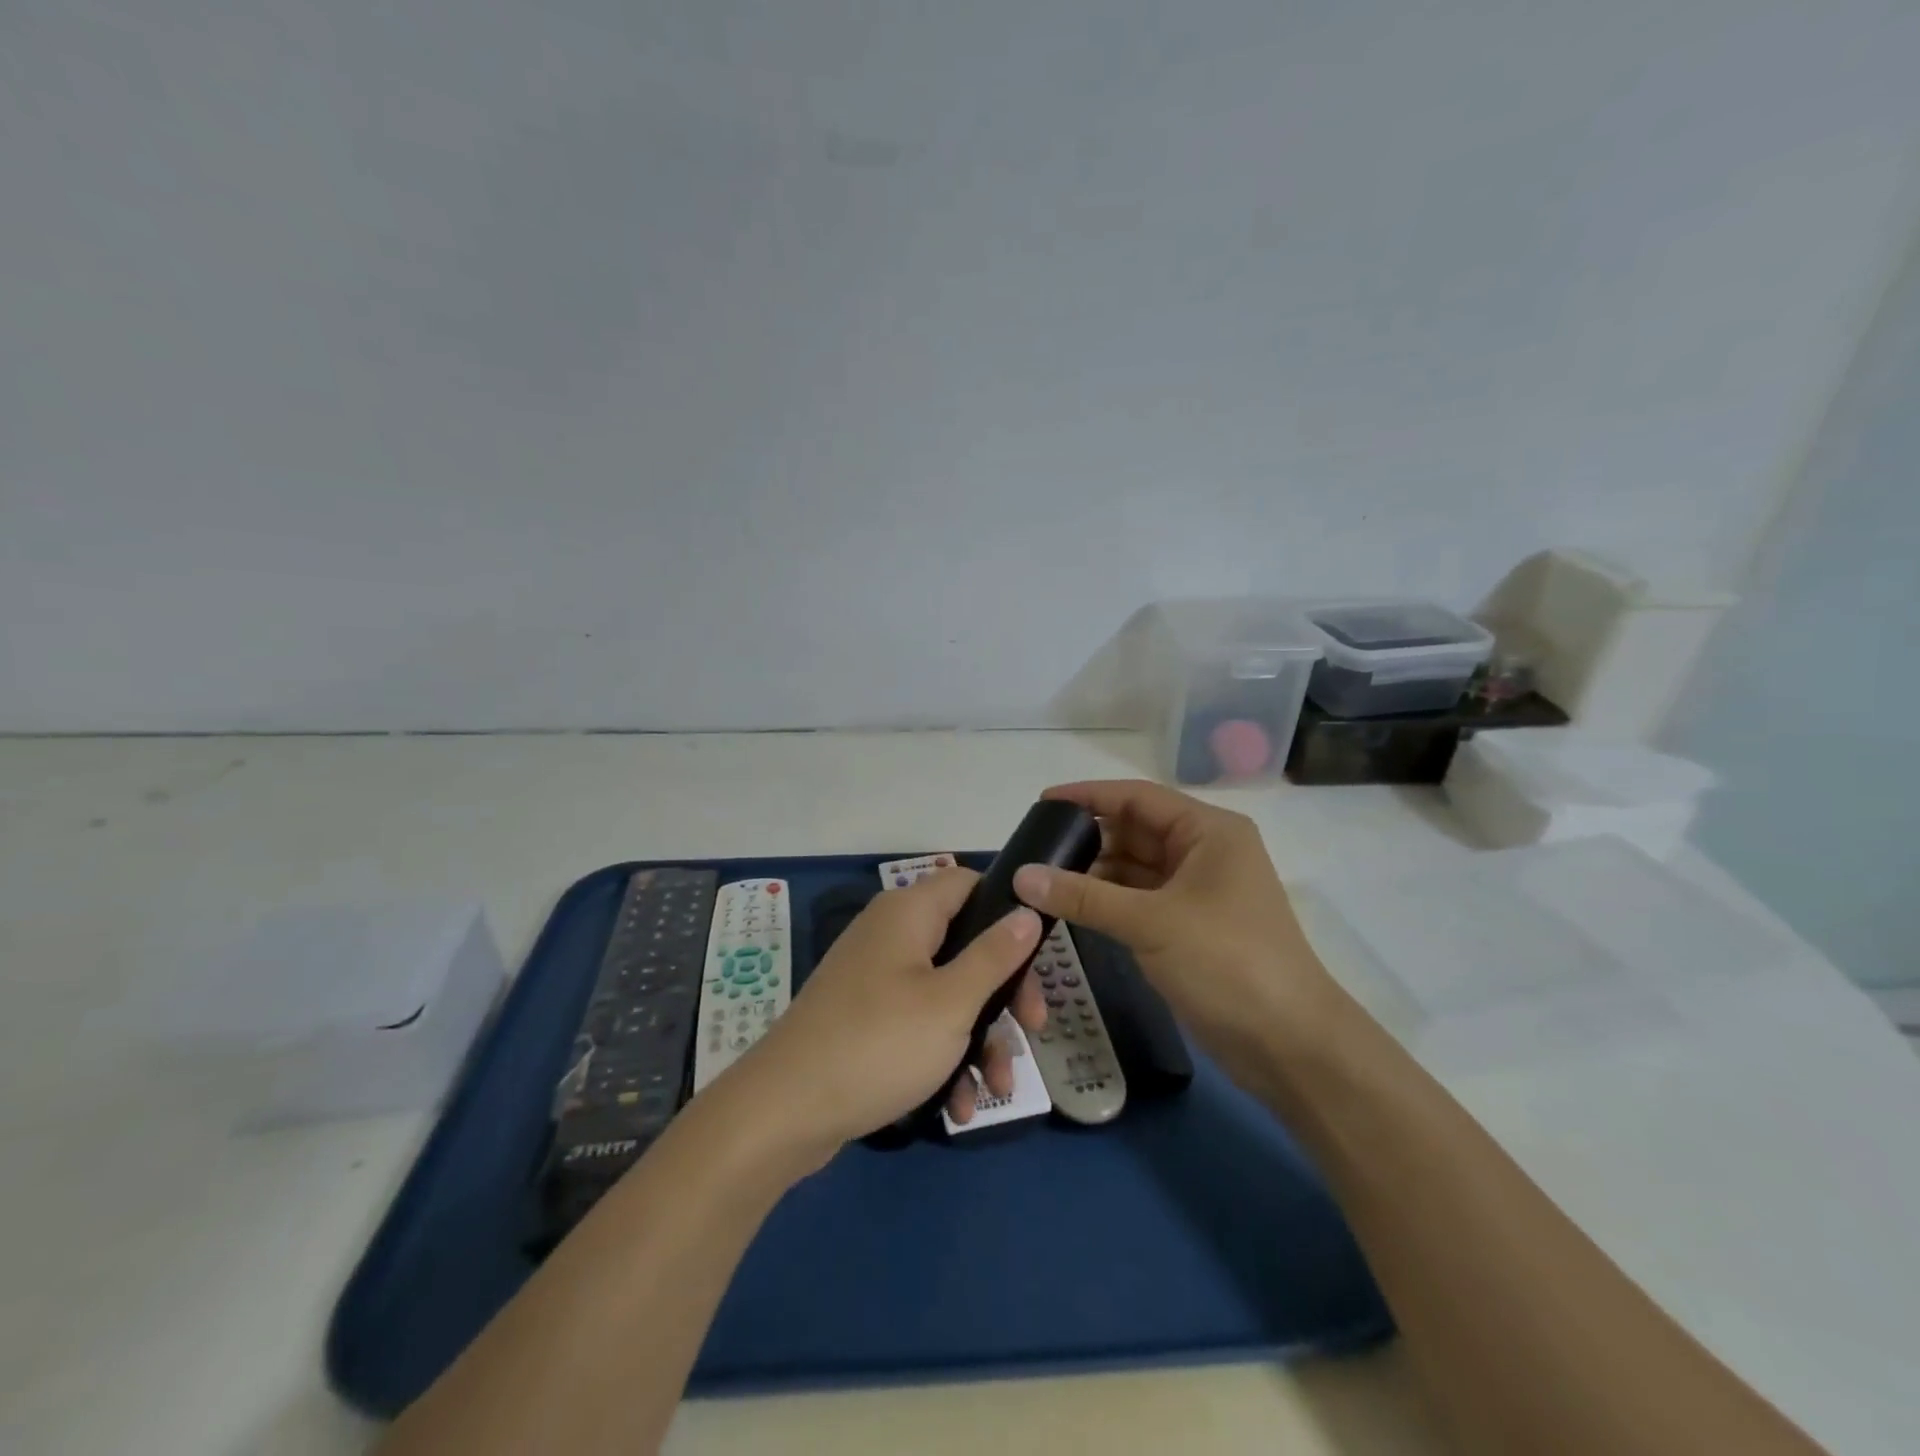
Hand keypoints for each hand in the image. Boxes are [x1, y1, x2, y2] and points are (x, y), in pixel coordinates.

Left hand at [731, 869, 1046, 1157]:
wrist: (784, 1112)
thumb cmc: (878, 1044)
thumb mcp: (951, 1002)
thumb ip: (995, 955)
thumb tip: (1027, 910)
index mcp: (909, 913)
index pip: (969, 883)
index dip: (1007, 908)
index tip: (1038, 952)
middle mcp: (891, 935)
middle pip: (965, 944)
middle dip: (1004, 991)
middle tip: (1034, 1028)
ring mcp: (876, 978)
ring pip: (946, 992)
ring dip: (979, 1037)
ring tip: (998, 1088)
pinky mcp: (865, 1018)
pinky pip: (918, 1024)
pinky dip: (943, 1057)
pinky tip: (959, 1105)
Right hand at [1011, 780, 1344, 1088]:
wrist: (1289, 1045)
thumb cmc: (1227, 962)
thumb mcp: (1150, 922)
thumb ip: (1083, 895)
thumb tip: (1022, 875)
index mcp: (1207, 831)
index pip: (1137, 797)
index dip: (1088, 796)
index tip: (1042, 803)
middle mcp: (1202, 852)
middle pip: (1134, 831)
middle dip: (1086, 838)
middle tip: (1033, 849)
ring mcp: (1196, 891)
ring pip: (1133, 868)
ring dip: (1093, 872)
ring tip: (1041, 879)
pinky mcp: (1187, 926)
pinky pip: (1138, 900)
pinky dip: (1106, 901)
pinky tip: (1070, 906)